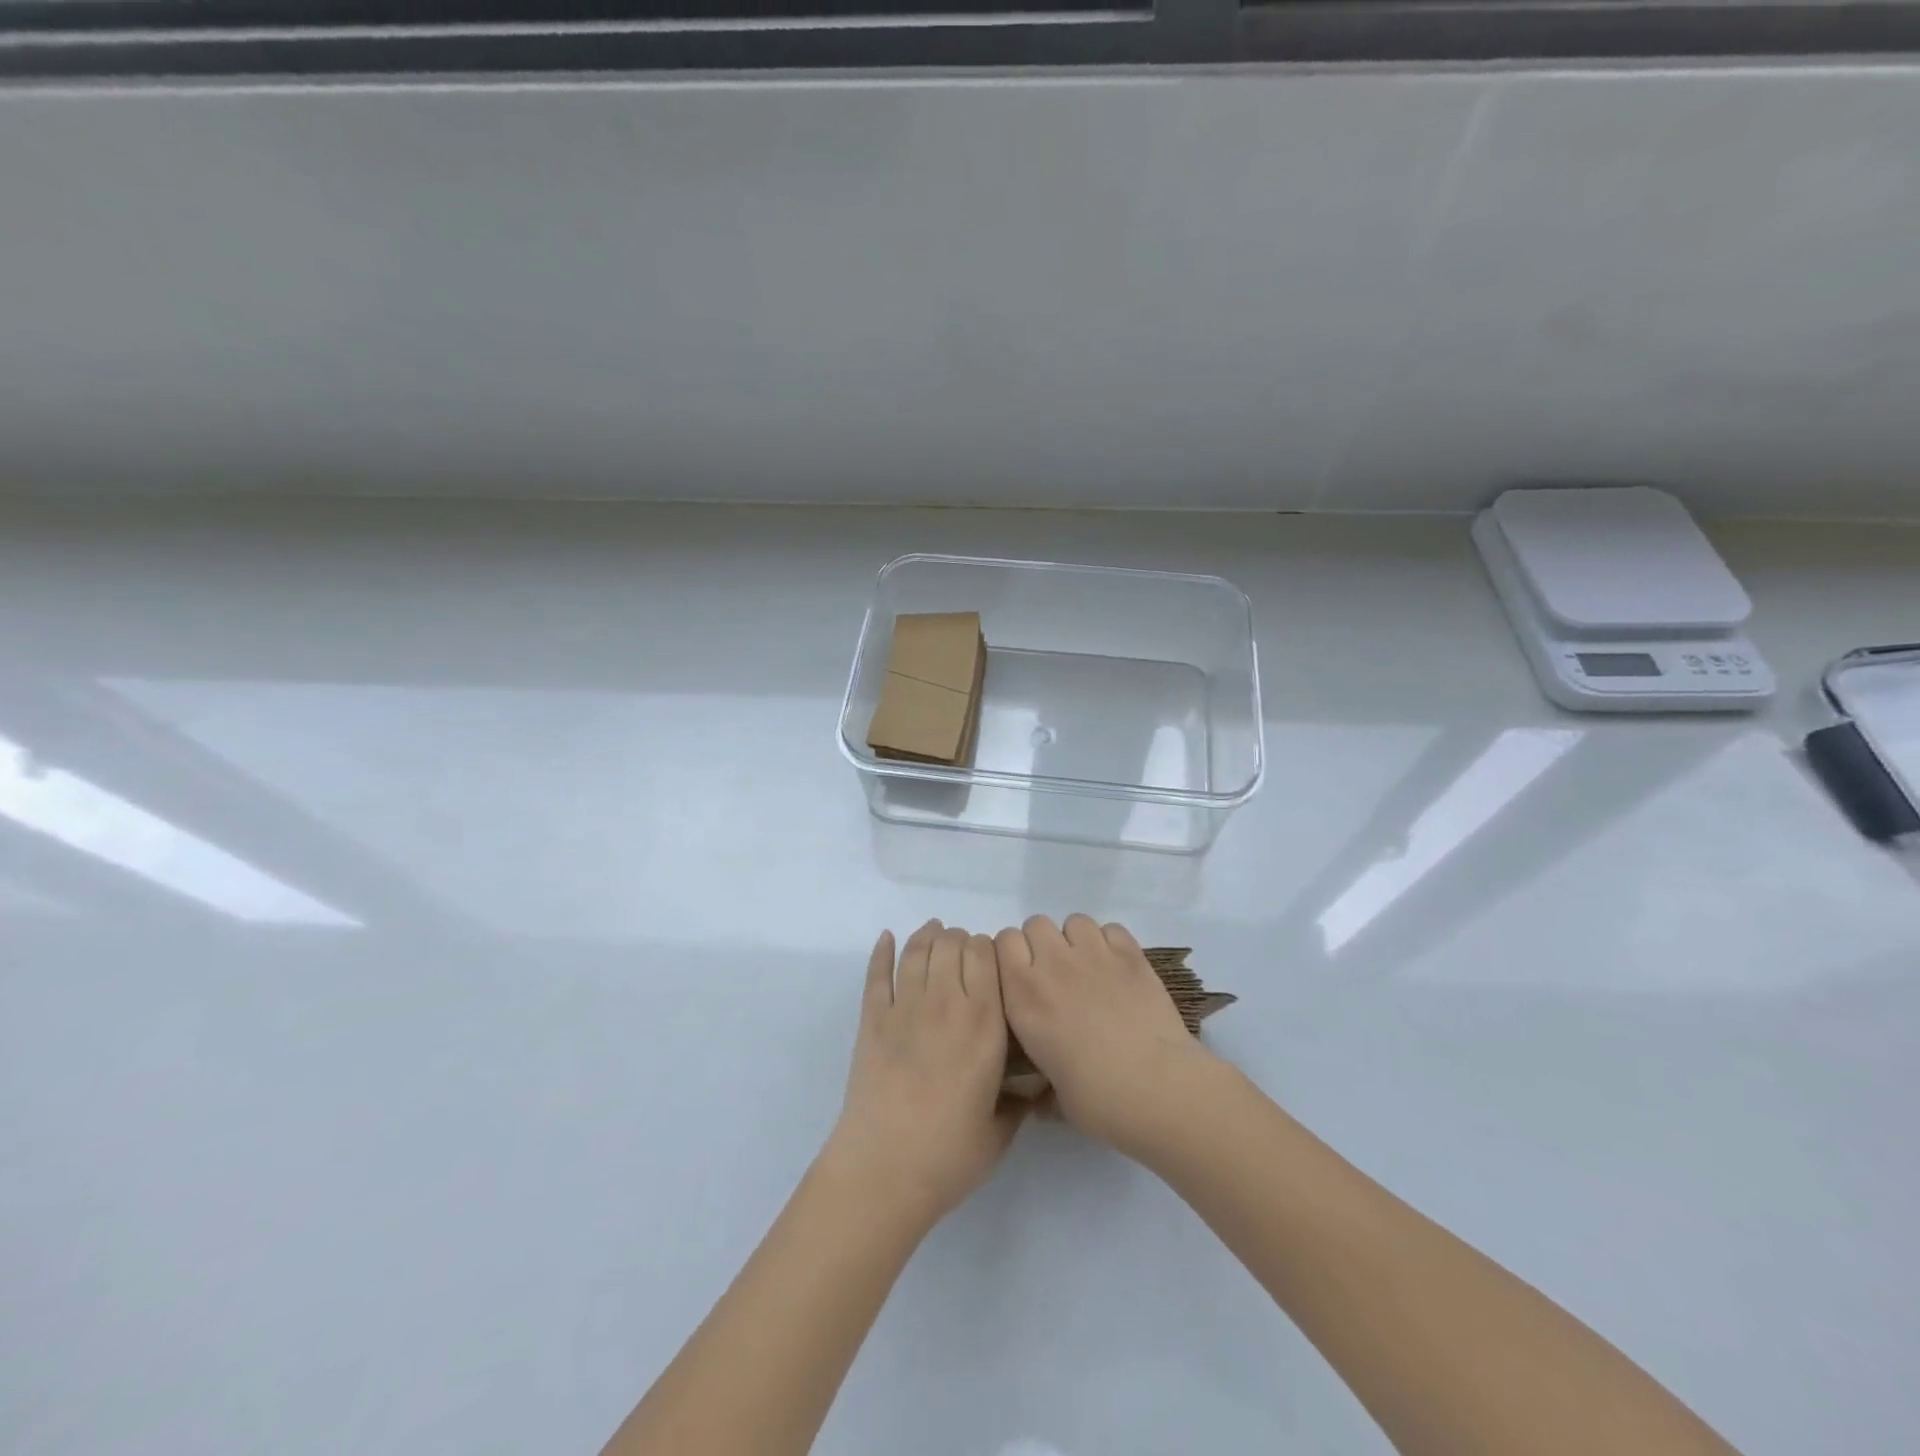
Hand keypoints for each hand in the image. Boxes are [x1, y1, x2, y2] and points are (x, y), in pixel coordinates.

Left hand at [823, 921, 1023, 1228]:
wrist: (884, 1170)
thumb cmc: (949, 1155)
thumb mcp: (1001, 1130)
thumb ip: (1021, 1101)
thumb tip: (1037, 1087)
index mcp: (984, 1024)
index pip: (986, 955)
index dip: (988, 949)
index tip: (990, 962)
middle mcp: (945, 1003)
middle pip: (952, 944)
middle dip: (960, 940)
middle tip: (962, 952)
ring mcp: (904, 1008)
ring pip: (917, 951)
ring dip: (927, 936)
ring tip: (933, 933)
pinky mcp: (872, 1019)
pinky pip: (877, 973)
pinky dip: (882, 951)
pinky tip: (887, 938)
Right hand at [996, 914, 1219, 1156]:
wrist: (1158, 1090)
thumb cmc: (1098, 1100)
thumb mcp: (1053, 1094)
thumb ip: (1040, 1082)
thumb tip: (1040, 1095)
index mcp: (1024, 996)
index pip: (1004, 941)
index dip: (1012, 955)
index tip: (1022, 976)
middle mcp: (1053, 965)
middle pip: (1036, 923)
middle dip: (1042, 943)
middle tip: (1056, 975)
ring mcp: (1094, 955)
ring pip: (1074, 921)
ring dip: (1076, 940)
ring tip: (1089, 969)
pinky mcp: (1131, 955)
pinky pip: (1111, 929)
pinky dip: (1111, 943)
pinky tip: (1118, 970)